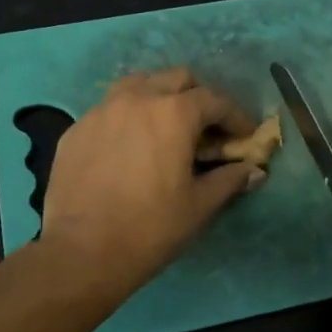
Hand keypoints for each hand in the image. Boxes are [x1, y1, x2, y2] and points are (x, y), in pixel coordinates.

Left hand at [42, 69, 264, 289]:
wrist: (82, 252)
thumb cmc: (150, 228)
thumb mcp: (199, 205)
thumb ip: (229, 180)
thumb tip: (254, 171)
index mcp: (173, 114)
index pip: (214, 100)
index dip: (235, 116)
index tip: (245, 135)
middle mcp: (136, 99)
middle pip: (177, 79)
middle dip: (198, 98)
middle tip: (207, 129)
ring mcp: (101, 111)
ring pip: (138, 84)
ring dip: (160, 97)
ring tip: (166, 127)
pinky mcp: (76, 129)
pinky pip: (109, 109)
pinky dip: (128, 117)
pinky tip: (130, 147)